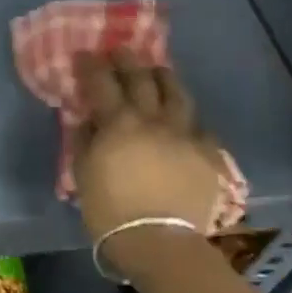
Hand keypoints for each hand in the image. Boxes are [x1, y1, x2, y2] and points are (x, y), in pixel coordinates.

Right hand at [71, 49, 222, 278]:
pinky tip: (187, 123)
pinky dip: (189, 121)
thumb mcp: (83, 175)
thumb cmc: (110, 211)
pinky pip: (201, 128)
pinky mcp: (208, 154)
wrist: (159, 241)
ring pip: (178, 95)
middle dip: (128, 61)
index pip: (102, 83)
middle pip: (142, 79)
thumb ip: (83, 141)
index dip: (92, 65)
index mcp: (119, 123)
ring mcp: (185, 134)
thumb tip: (85, 119)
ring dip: (165, 78)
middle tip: (121, 50)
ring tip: (159, 71)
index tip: (85, 54)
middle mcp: (154, 119)